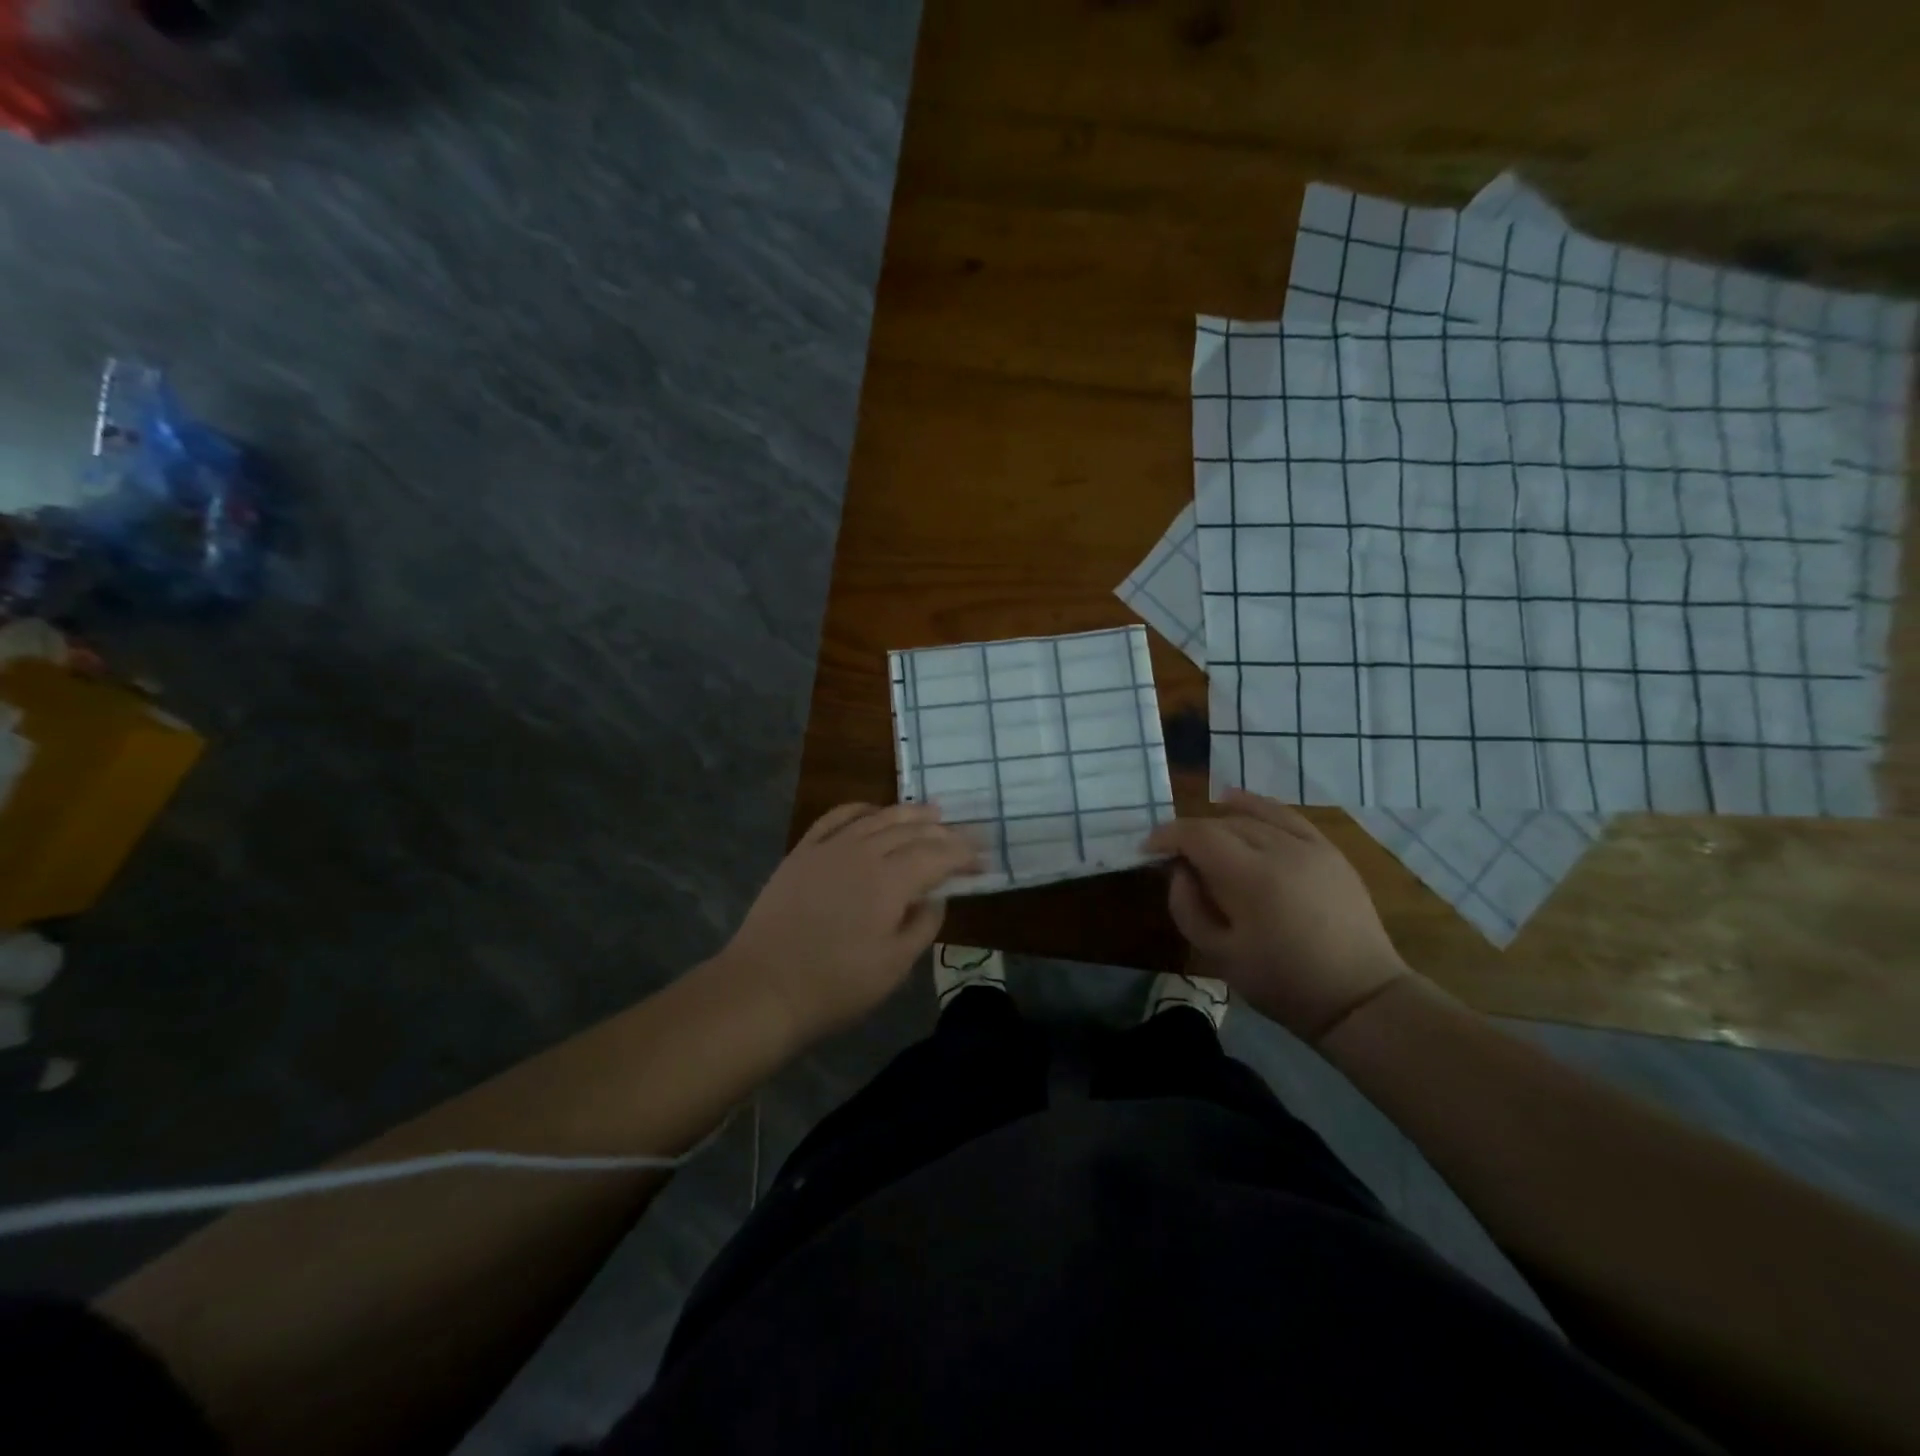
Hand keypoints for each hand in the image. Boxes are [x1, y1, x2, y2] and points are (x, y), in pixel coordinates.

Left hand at [716, 802, 979, 1044]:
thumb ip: (923, 925)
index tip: (983, 860)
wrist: (763, 988)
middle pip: (911, 830)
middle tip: (966, 835)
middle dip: (944, 832)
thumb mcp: (894, 966)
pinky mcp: (802, 852)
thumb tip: (936, 896)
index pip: (937, 855)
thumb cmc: (836, 985)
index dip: (963, 854)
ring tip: (931, 812)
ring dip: (908, 813)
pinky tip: (873, 812)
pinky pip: (836, 817)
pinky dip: (861, 809)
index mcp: (890, 881)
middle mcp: (862, 852)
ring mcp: (829, 848)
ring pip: (877, 818)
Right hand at [1143, 789, 1410, 1042]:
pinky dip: (1256, 805)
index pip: (1197, 835)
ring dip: (1219, 820)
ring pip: (1252, 817)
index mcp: (1250, 877)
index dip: (1167, 836)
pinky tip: (1235, 801)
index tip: (1147, 848)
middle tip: (1174, 856)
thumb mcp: (1218, 955)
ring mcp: (1309, 846)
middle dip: (1191, 834)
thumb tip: (1180, 871)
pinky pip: (1286, 815)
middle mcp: (1280, 849)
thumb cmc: (1282, 982)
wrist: (1359, 997)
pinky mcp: (1328, 851)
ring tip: (1200, 833)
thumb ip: (1187, 907)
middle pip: (1223, 823)